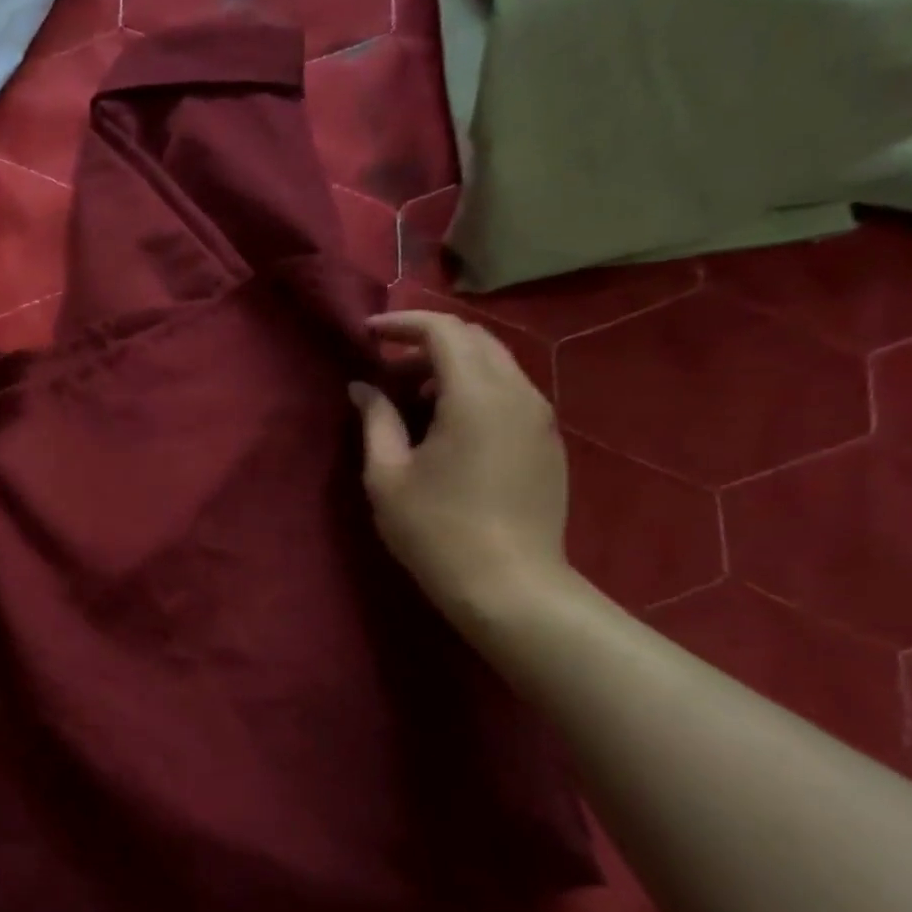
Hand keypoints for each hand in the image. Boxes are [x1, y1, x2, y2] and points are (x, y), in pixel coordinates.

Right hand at [350, 310, 570, 618]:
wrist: (510, 587)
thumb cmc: (436, 531)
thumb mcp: (388, 474)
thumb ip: (376, 419)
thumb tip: (363, 387)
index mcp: (476, 396)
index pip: (444, 331)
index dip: (403, 324)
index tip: (368, 334)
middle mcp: (518, 394)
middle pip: (475, 339)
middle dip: (427, 341)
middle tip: (386, 366)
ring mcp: (540, 418)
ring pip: (496, 364)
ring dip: (452, 365)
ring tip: (412, 397)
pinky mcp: (548, 442)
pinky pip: (510, 392)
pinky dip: (474, 388)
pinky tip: (447, 424)